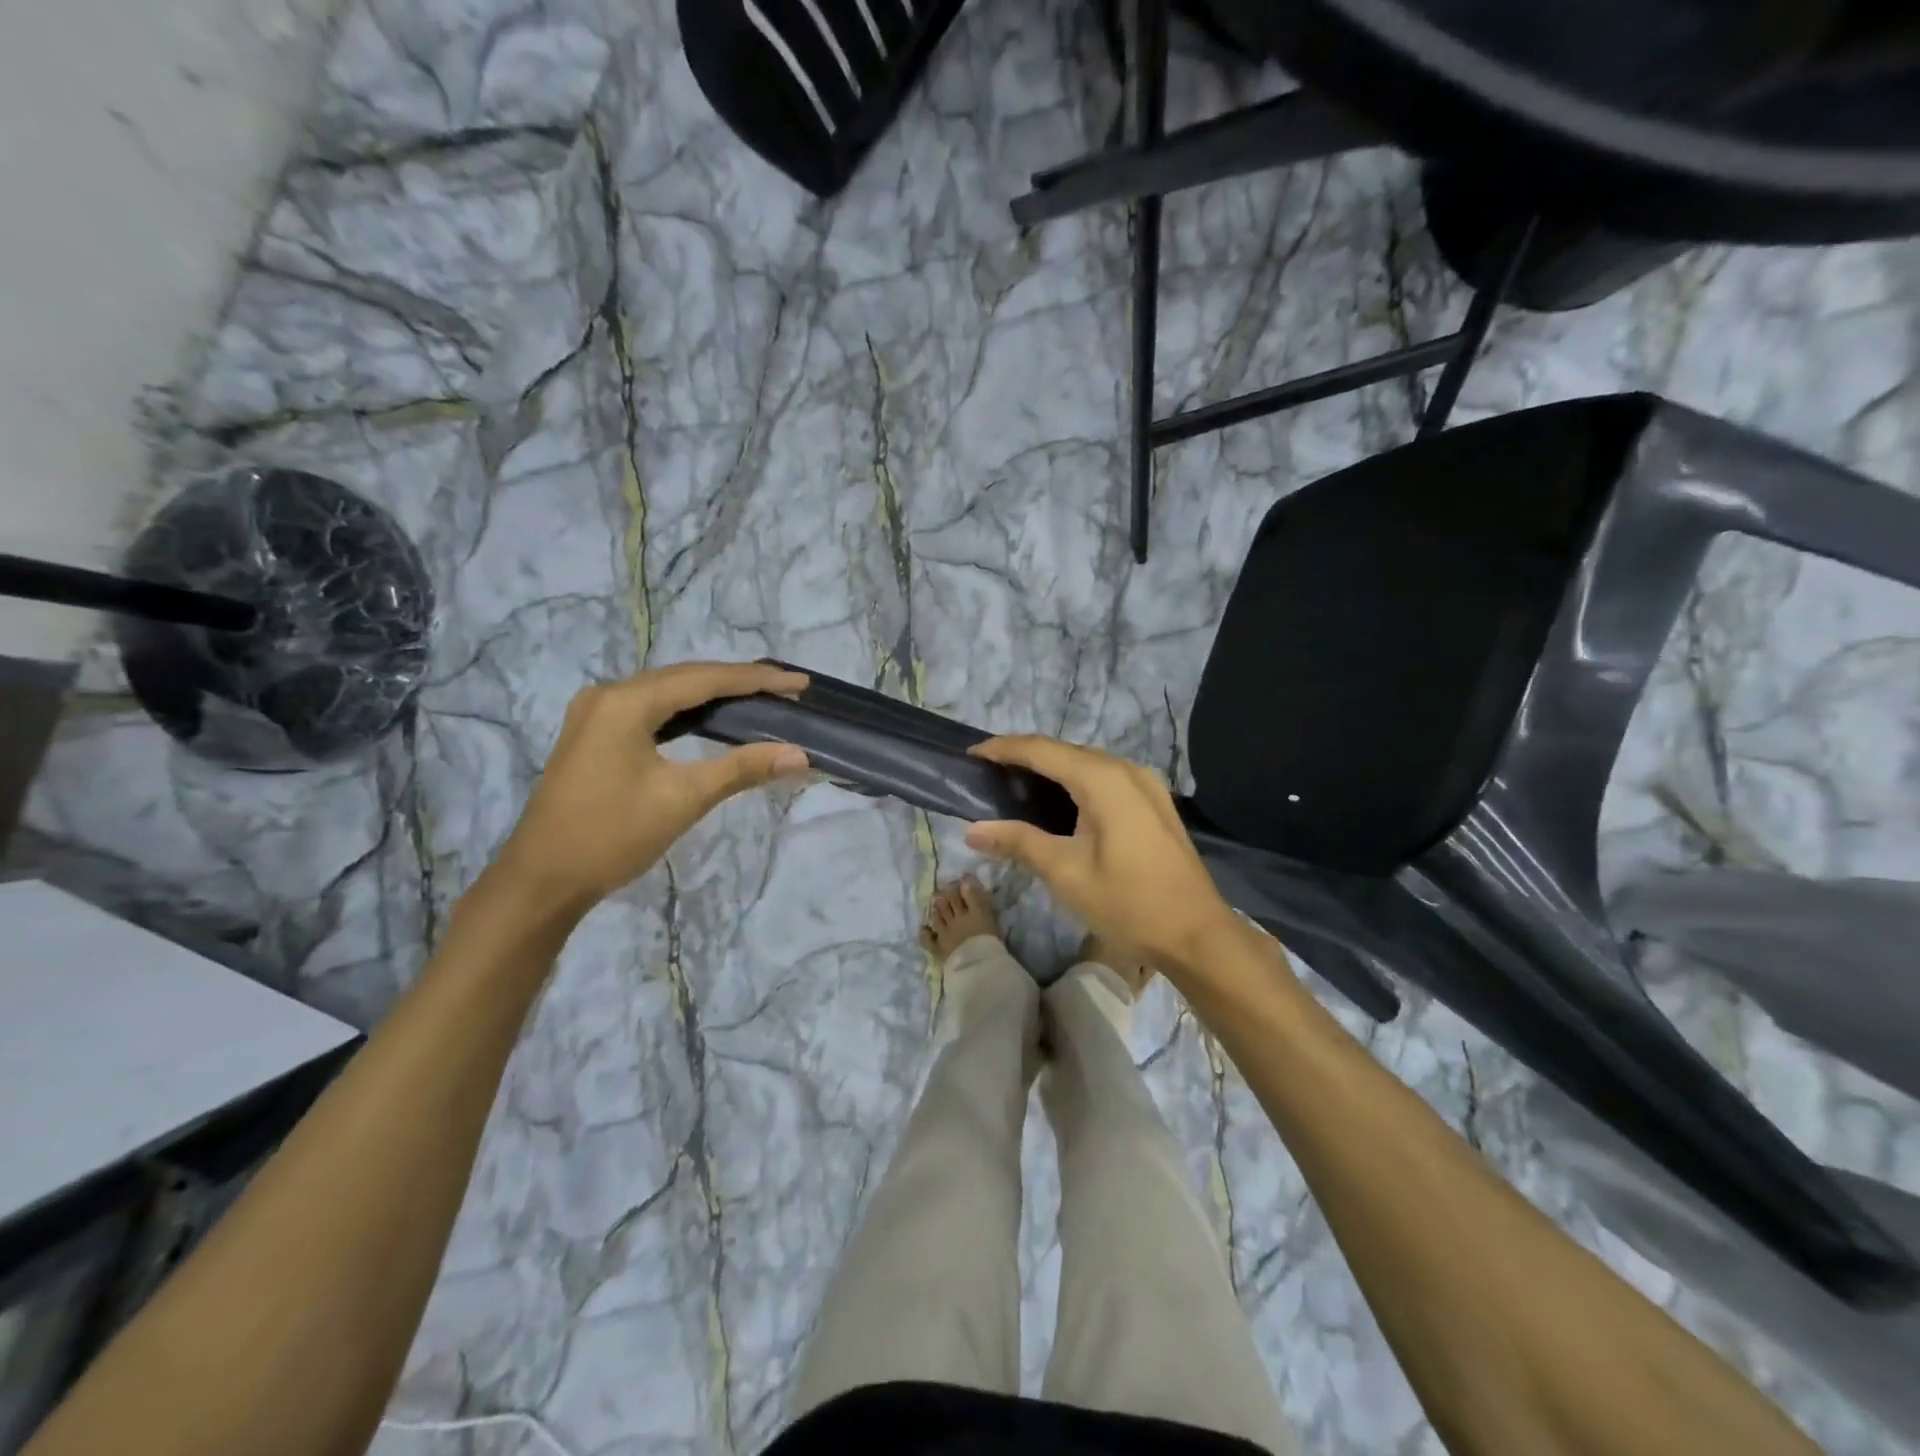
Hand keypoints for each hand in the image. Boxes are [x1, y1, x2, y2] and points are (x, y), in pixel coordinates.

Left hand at [490, 661, 809, 917]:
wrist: (541, 880)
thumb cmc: (612, 836)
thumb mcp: (683, 799)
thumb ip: (742, 769)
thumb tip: (800, 755)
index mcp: (626, 702)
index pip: (705, 680)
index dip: (757, 680)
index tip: (800, 683)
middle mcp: (608, 695)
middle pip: (686, 678)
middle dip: (739, 682)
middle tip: (787, 690)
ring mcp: (596, 712)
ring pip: (668, 691)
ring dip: (714, 694)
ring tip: (761, 698)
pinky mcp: (594, 732)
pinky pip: (652, 708)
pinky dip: (688, 710)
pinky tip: (713, 717)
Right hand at [964, 735, 1241, 972]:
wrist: (1196, 934)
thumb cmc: (1128, 902)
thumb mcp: (1065, 872)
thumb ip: (1018, 842)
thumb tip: (972, 829)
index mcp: (1102, 779)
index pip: (1041, 749)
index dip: (1003, 749)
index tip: (971, 755)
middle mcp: (1126, 770)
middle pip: (1065, 751)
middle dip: (1025, 756)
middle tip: (988, 774)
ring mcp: (1145, 785)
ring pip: (1087, 763)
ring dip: (1051, 769)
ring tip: (1015, 785)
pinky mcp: (1154, 803)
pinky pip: (1105, 779)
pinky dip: (1075, 782)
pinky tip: (1059, 803)